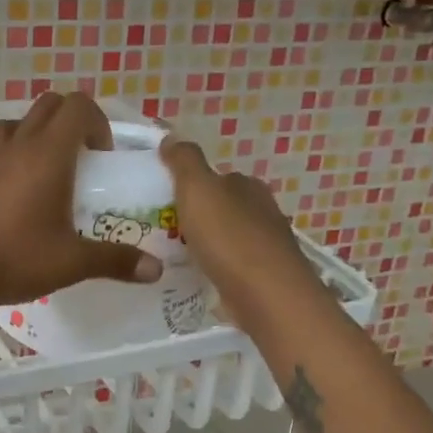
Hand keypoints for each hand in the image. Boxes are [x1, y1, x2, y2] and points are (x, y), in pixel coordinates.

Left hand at [0, 92, 160, 317]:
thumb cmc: (13, 258)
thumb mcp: (71, 262)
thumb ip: (115, 260)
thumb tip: (157, 270)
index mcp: (48, 154)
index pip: (78, 106)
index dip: (99, 122)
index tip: (103, 158)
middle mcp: (19, 146)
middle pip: (49, 105)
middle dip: (73, 121)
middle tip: (85, 160)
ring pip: (20, 122)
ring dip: (41, 133)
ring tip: (53, 171)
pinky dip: (17, 154)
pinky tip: (23, 194)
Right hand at [160, 137, 323, 330]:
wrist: (267, 296)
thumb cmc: (229, 238)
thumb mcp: (198, 189)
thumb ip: (184, 161)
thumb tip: (172, 136)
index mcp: (248, 186)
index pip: (218, 178)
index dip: (191, 186)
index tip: (165, 201)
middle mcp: (263, 211)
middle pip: (224, 208)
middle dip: (198, 217)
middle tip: (164, 231)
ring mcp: (267, 246)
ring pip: (229, 238)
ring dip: (207, 244)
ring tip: (176, 256)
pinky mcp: (265, 278)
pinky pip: (233, 266)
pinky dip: (217, 268)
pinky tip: (201, 277)